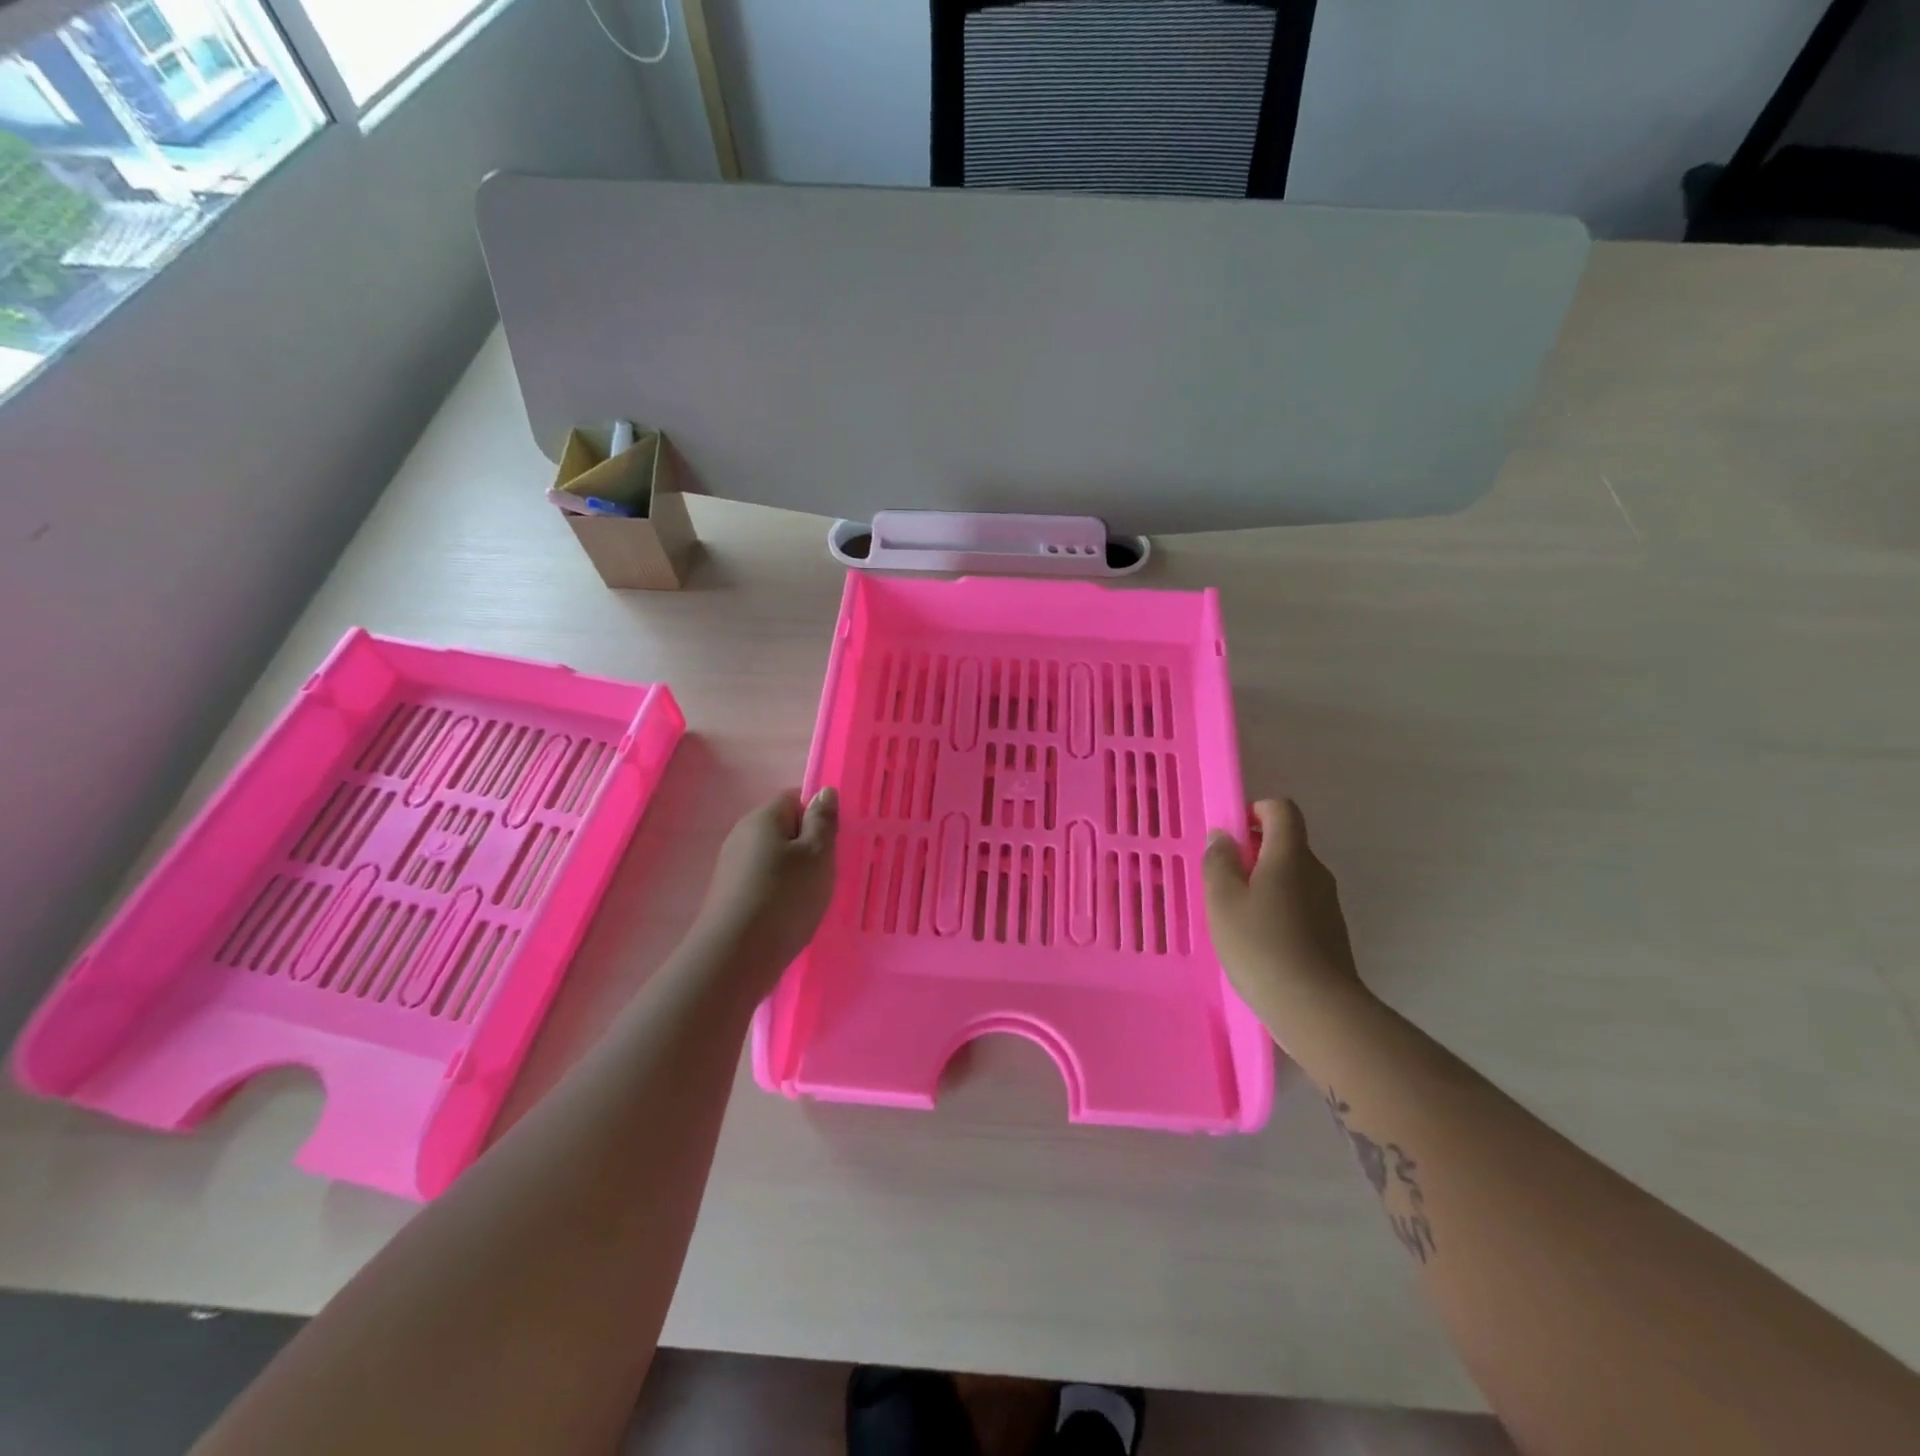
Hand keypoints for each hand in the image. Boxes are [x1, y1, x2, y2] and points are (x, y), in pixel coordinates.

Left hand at [692, 788, 839, 991]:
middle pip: (783, 829)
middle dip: (807, 847)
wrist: (735, 957)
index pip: (795, 798)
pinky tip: (789, 915)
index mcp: (763, 817)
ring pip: (774, 858)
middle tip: (827, 873)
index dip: (818, 817)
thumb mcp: (818, 855)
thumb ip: (823, 821)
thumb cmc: (785, 897)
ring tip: (810, 898)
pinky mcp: (728, 895)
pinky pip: (762, 881)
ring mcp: (731, 866)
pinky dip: (779, 893)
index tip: (832, 845)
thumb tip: (824, 792)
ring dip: (794, 873)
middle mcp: (741, 834)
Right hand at [1204, 799, 1363, 1020]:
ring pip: (1291, 878)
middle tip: (1222, 881)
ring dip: (1263, 885)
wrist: (1316, 1009)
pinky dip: (1276, 911)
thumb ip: (1219, 862)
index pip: (1281, 810)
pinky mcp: (1330, 934)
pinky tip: (1257, 943)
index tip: (1231, 836)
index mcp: (1290, 855)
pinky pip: (1299, 906)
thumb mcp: (1222, 900)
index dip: (1255, 811)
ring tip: (1235, 917)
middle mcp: (1315, 872)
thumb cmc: (1261, 945)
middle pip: (1286, 844)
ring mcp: (1327, 905)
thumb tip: (1223, 837)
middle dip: (1253, 853)